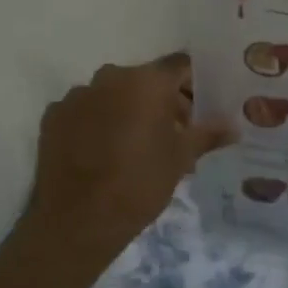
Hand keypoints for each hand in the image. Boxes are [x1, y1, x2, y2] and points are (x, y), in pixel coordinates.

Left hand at [24, 54, 236, 253]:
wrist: (77, 221)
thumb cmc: (140, 183)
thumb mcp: (181, 159)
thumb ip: (208, 134)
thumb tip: (233, 126)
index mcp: (146, 81)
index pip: (180, 66)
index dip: (194, 84)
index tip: (202, 108)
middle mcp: (110, 77)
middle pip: (146, 80)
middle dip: (164, 101)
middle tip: (176, 135)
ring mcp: (77, 96)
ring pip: (114, 95)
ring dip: (129, 111)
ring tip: (138, 147)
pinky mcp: (53, 117)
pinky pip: (86, 111)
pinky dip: (99, 123)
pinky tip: (105, 153)